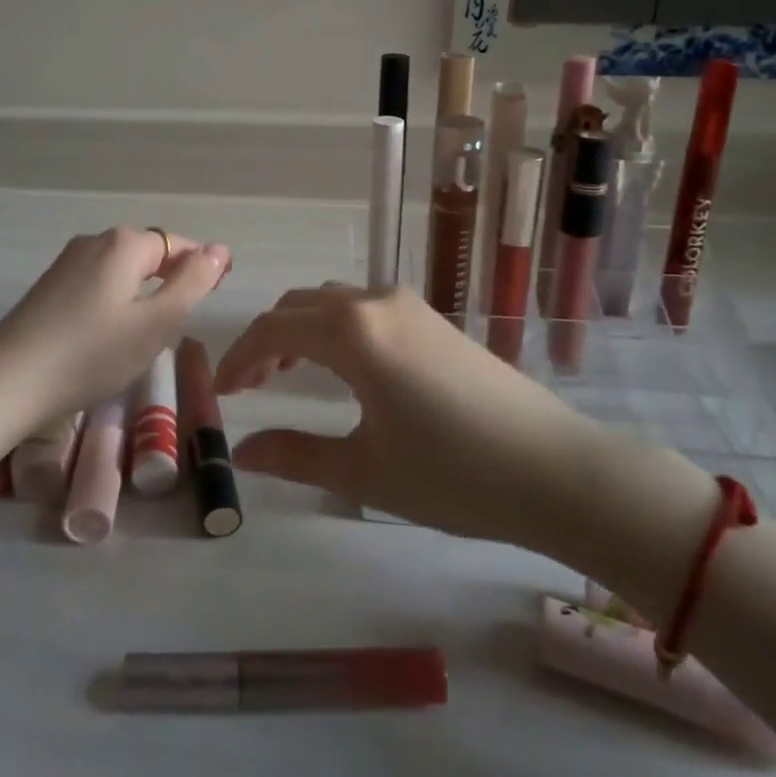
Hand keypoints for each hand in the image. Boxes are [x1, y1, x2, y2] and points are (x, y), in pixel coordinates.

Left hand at [0, 226, 230, 420]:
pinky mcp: (49, 286)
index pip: (178, 244)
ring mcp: (67, 262)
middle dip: (171, 280)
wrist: (8, 381)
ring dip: (142, 293)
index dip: (201, 267)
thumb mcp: (156, 323)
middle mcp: (95, 241)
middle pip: (148, 253)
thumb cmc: (92, 353)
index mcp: (125, 244)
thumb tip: (220, 248)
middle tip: (181, 323)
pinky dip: (115, 301)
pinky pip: (97, 283)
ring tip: (148, 333)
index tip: (215, 296)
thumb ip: (193, 283)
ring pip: (121, 270)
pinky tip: (109, 334)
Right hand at [214, 285, 719, 594]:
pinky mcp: (434, 318)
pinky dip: (334, 327)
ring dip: (301, 329)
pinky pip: (364, 308)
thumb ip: (295, 455)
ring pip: (333, 301)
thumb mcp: (363, 471)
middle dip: (266, 340)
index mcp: (351, 333)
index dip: (238, 358)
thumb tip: (241, 453)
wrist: (556, 469)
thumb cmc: (453, 475)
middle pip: (299, 305)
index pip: (273, 330)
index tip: (219, 392)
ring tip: (288, 374)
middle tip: (248, 386)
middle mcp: (376, 302)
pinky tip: (343, 367)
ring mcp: (410, 305)